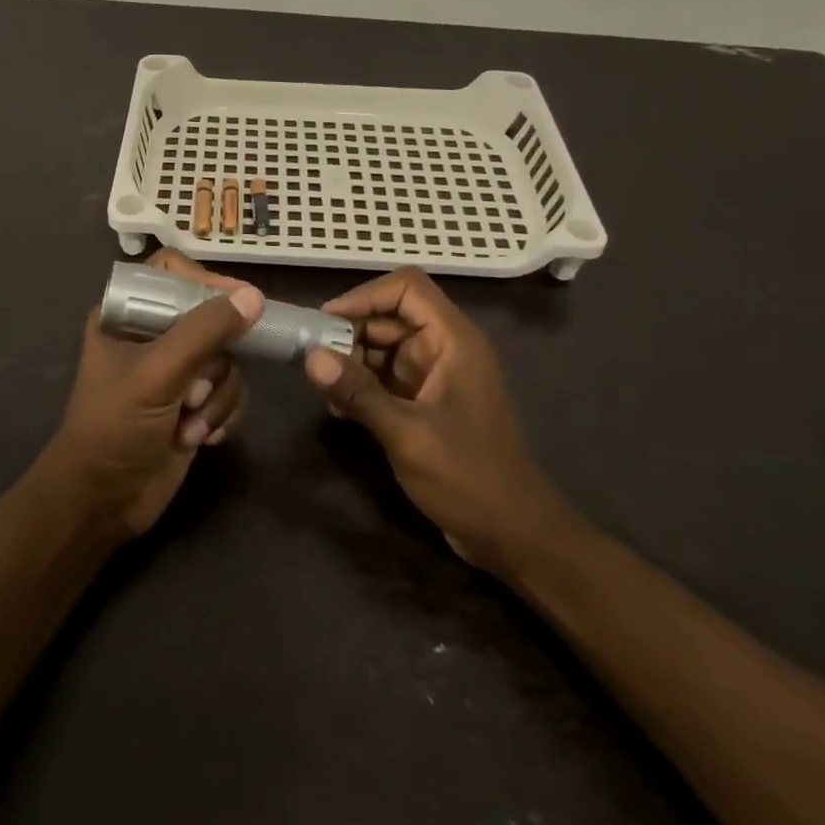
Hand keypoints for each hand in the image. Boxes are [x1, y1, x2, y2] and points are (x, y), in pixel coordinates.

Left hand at [39, 250, 263, 537]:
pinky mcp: (194, 402)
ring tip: (190, 426)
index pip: (173, 272)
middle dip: (213, 364)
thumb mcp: (157, 374)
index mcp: (127, 313)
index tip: (237, 304)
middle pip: (212, 318)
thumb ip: (205, 332)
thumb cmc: (114, 427)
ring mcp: (177, 370)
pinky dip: (224, 414)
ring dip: (217, 398)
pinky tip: (203, 439)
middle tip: (195, 390)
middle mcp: (154, 334)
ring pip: (228, 360)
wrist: (103, 502)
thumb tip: (254, 297)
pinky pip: (232, 390)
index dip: (206, 282)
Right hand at [301, 266, 570, 573]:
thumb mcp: (409, 435)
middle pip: (389, 317)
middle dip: (349, 332)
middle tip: (311, 359)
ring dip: (350, 361)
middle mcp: (443, 349)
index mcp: (453, 341)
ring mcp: (434, 377)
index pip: (406, 288)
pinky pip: (385, 378)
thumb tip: (310, 356)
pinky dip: (360, 385)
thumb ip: (359, 393)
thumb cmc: (470, 478)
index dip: (364, 296)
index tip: (325, 322)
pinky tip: (338, 409)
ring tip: (321, 388)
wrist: (514, 535)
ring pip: (382, 348)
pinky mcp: (424, 403)